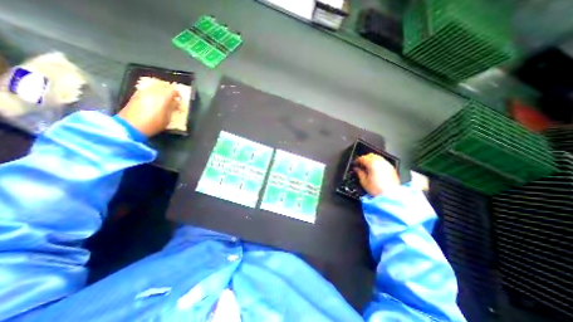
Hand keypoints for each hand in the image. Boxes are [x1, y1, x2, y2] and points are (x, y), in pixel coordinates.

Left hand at [119, 80, 182, 135]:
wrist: (131, 125)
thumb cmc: (154, 123)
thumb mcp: (168, 118)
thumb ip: (172, 108)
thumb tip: (175, 102)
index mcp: (163, 97)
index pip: (173, 90)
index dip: (178, 94)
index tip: (179, 99)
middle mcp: (153, 91)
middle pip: (163, 85)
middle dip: (169, 90)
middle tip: (173, 97)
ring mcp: (143, 92)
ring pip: (155, 86)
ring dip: (161, 90)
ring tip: (164, 98)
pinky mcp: (136, 94)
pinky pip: (148, 89)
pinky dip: (153, 92)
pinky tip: (154, 99)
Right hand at [357, 152, 399, 195]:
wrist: (391, 196)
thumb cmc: (378, 190)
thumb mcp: (364, 181)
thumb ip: (359, 173)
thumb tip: (357, 169)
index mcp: (372, 164)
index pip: (362, 158)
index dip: (357, 160)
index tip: (355, 164)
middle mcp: (380, 162)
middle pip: (370, 155)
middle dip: (364, 158)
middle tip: (361, 164)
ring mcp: (387, 164)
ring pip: (377, 157)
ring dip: (371, 160)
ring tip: (368, 167)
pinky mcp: (391, 168)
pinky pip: (383, 161)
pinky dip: (378, 163)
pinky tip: (375, 169)